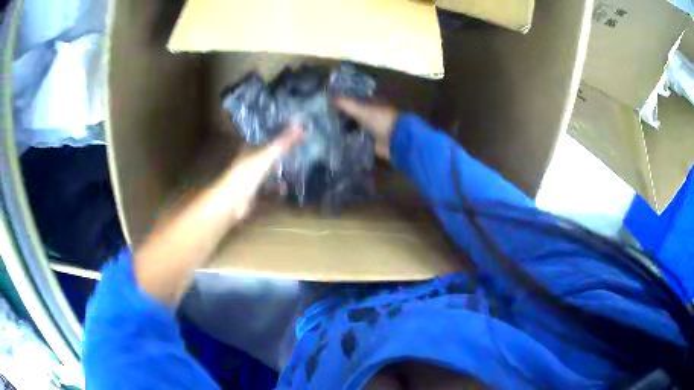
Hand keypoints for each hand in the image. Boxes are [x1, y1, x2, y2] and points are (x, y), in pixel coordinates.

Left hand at [224, 124, 303, 220]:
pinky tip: (287, 189)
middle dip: (281, 153)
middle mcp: (249, 161)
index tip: (292, 131)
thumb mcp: (269, 153)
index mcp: (250, 148)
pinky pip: (268, 190)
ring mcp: (250, 178)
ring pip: (268, 172)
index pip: (265, 137)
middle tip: (299, 150)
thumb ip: (285, 141)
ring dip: (280, 172)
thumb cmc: (249, 172)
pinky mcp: (253, 193)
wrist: (233, 200)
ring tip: (297, 169)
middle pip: (267, 154)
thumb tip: (302, 127)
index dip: (277, 133)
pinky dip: (277, 189)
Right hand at [334, 97, 398, 159]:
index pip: (355, 99)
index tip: (328, 104)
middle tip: (325, 119)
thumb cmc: (381, 120)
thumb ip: (345, 104)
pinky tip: (338, 141)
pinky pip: (358, 139)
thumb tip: (329, 97)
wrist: (397, 140)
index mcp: (373, 102)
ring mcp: (373, 128)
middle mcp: (373, 114)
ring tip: (328, 130)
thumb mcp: (361, 110)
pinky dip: (350, 140)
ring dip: (346, 129)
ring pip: (356, 126)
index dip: (343, 101)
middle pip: (355, 113)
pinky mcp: (373, 141)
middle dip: (343, 116)